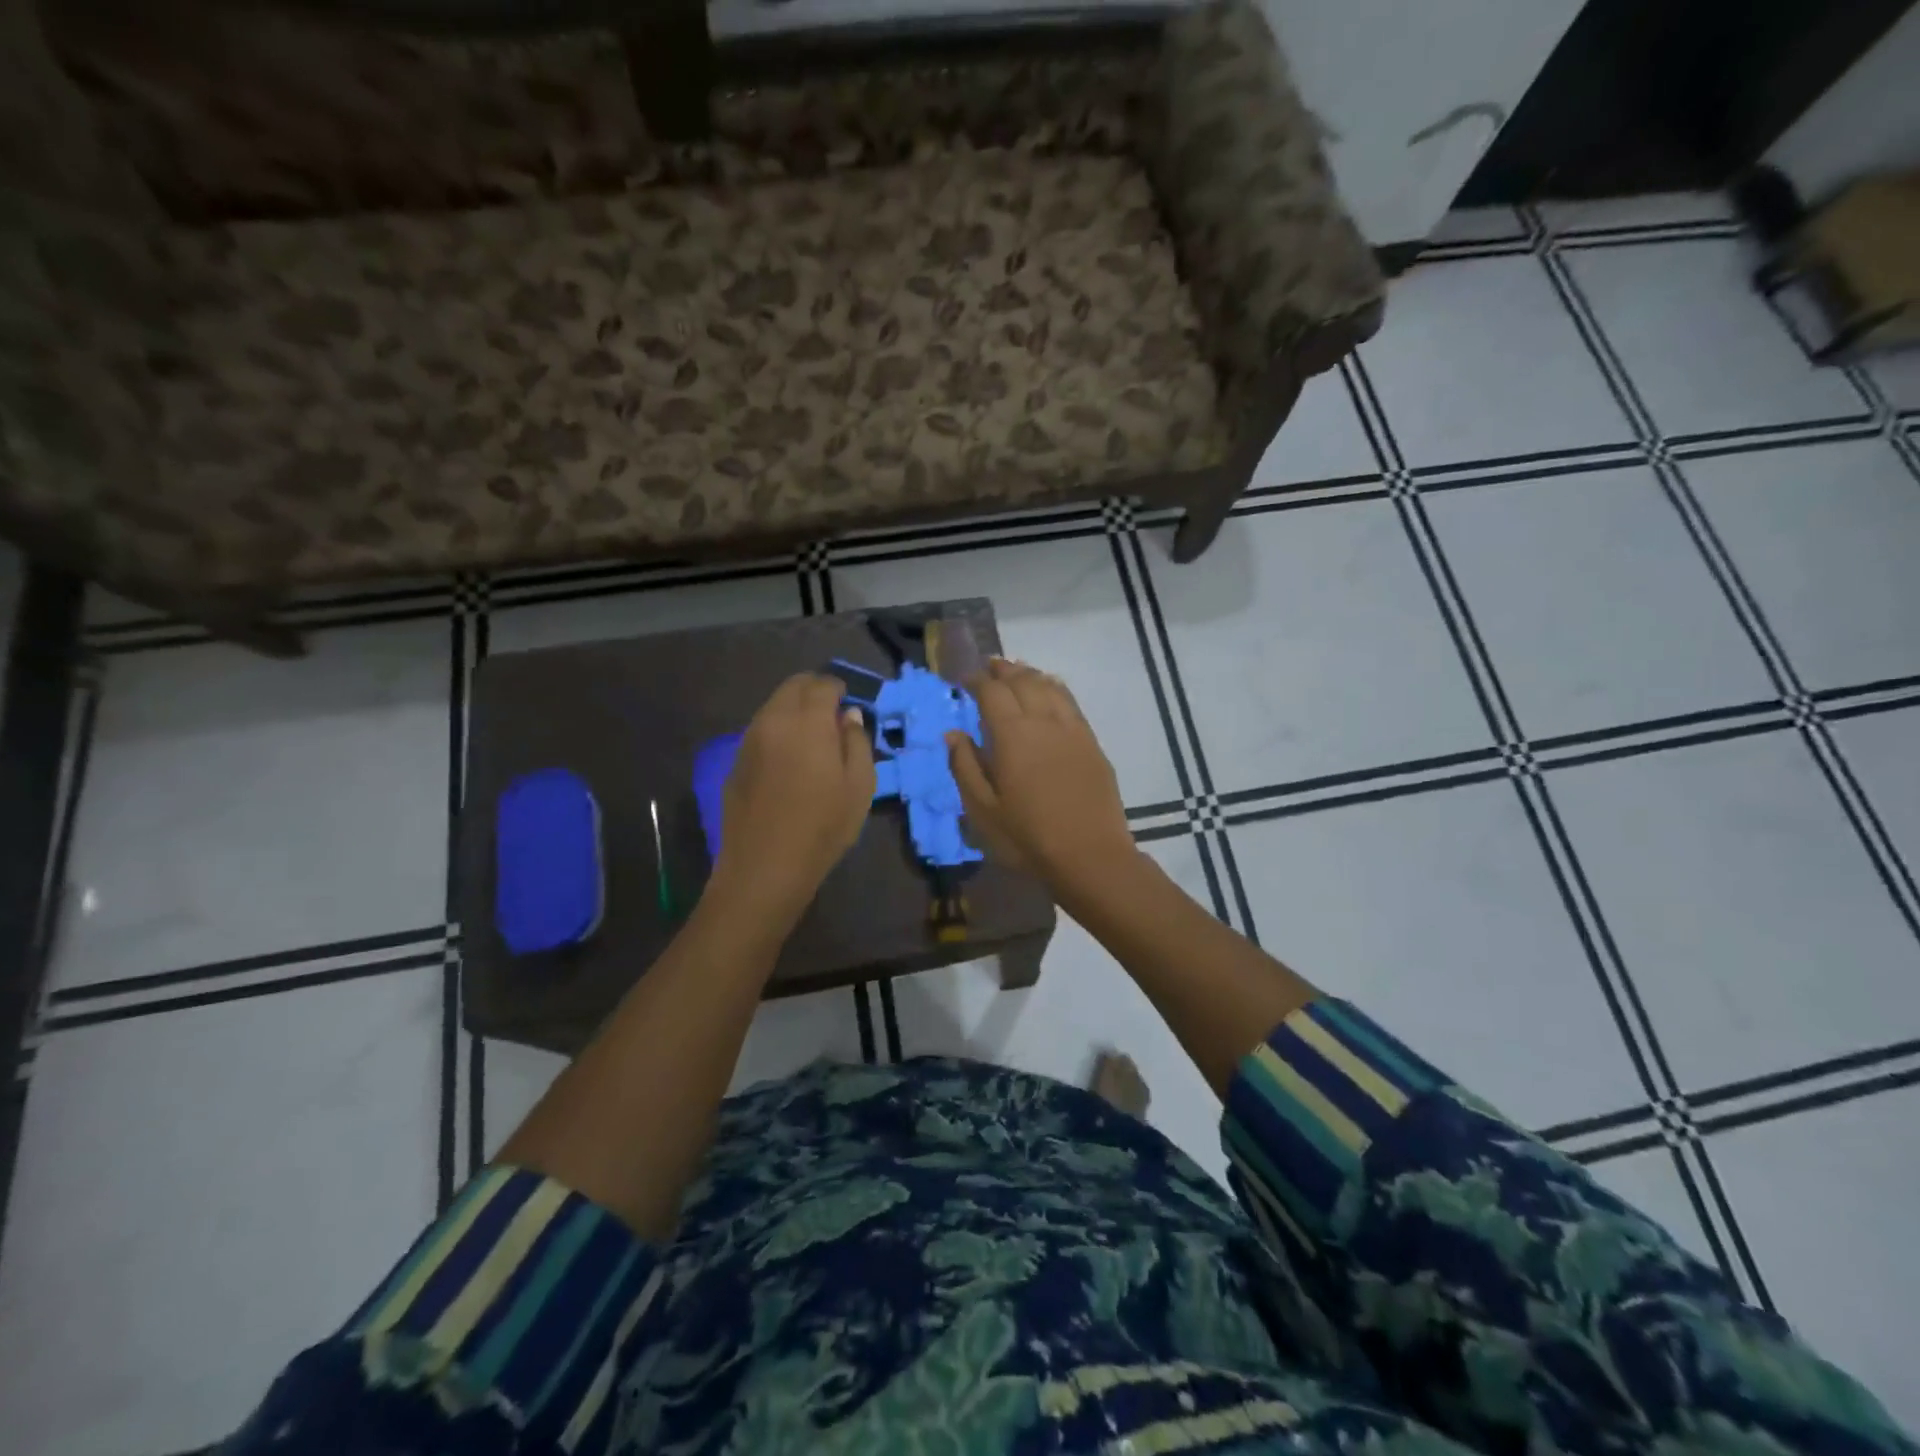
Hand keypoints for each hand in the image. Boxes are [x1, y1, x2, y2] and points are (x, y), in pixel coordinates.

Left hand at [710, 674, 874, 925]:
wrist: (765, 867)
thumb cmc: (823, 827)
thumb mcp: (860, 786)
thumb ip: (857, 742)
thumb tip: (849, 717)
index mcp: (807, 722)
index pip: (822, 684)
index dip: (839, 688)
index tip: (849, 703)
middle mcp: (773, 720)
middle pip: (793, 686)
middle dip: (814, 691)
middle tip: (832, 714)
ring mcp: (749, 740)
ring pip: (773, 706)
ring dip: (794, 710)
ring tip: (812, 738)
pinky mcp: (735, 762)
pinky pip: (761, 730)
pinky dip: (778, 731)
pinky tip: (789, 760)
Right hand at [946, 658, 1138, 894]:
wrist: (1090, 856)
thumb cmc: (1028, 837)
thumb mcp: (982, 811)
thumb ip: (964, 767)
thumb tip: (953, 734)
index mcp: (1012, 734)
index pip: (991, 692)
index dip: (976, 681)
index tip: (964, 680)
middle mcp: (1043, 721)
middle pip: (1022, 680)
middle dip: (1003, 670)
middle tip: (989, 667)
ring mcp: (1072, 729)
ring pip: (1049, 686)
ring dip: (1029, 674)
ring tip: (1016, 673)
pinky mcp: (1091, 742)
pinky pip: (1070, 702)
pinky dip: (1054, 688)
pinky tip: (1050, 691)